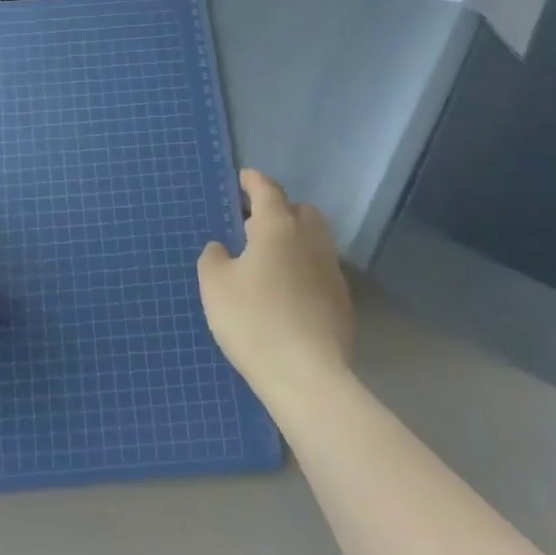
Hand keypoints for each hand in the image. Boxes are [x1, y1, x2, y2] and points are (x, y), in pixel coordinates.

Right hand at [197, 169, 353, 405]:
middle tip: (253, 225)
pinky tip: (286, 291)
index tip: (242, 178)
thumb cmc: (253, 321)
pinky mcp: (342, 300)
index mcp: (277, 227)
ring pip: (314, 239)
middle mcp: (310, 240)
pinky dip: (303, 267)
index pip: (267, 190)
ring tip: (268, 259)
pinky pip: (320, 268)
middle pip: (299, 210)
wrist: (307, 376)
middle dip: (279, 209)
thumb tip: (223, 248)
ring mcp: (331, 270)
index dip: (253, 181)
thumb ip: (213, 258)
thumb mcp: (215, 286)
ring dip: (294, 239)